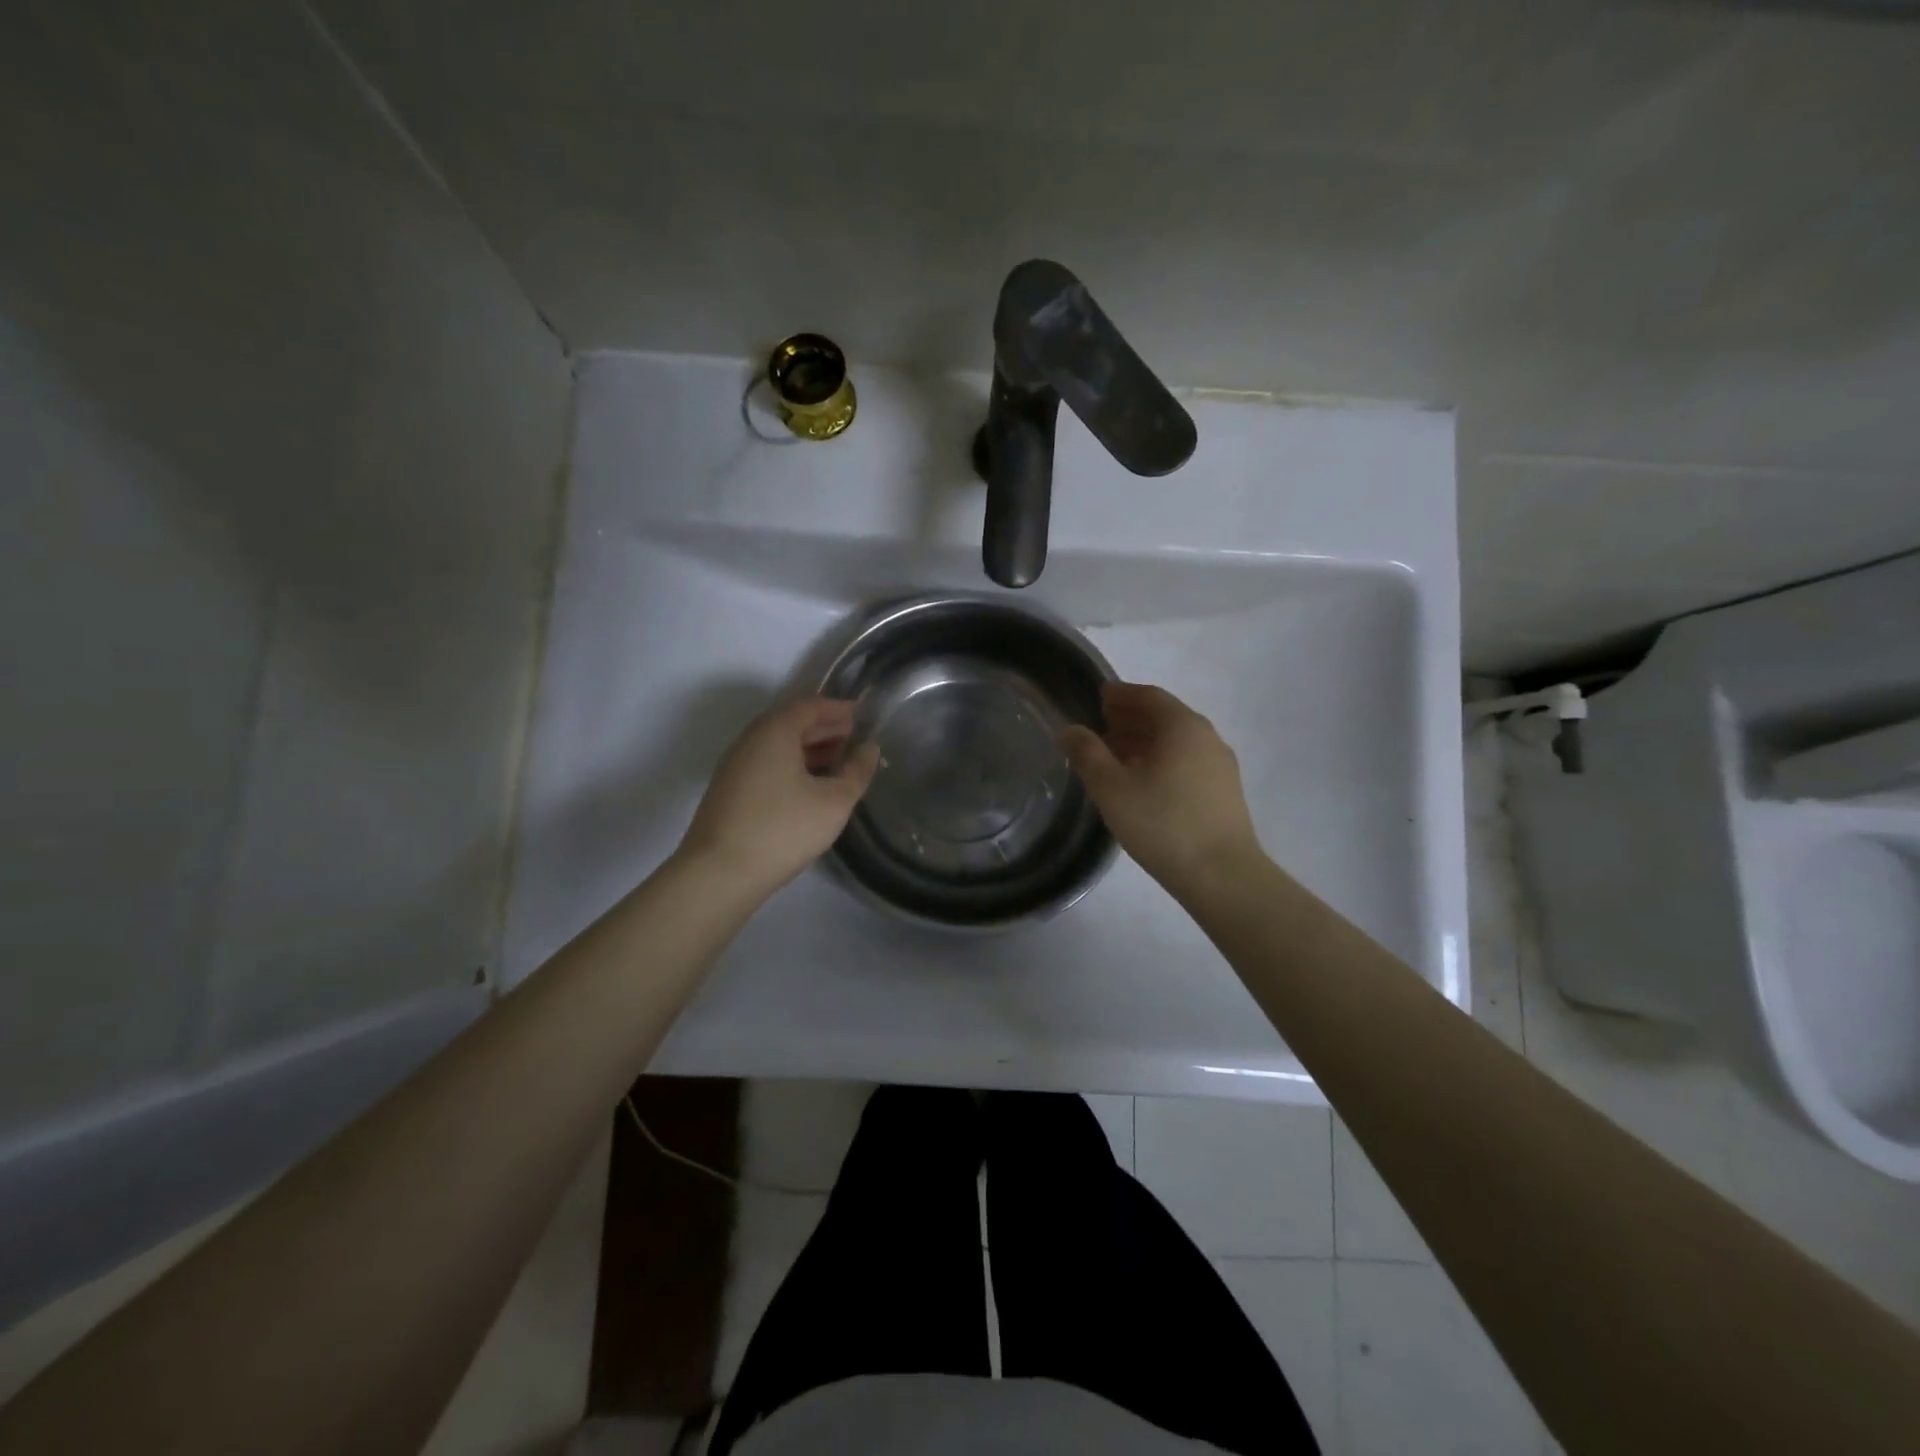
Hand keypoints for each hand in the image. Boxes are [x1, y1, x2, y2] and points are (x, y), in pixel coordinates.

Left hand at [677, 697, 879, 895]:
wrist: (718, 874)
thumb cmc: (782, 829)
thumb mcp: (833, 802)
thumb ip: (856, 772)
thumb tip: (869, 749)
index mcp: (775, 731)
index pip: (810, 705)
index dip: (839, 709)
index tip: (863, 717)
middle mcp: (750, 740)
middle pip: (792, 722)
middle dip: (825, 728)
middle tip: (855, 741)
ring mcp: (736, 766)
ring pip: (778, 745)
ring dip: (809, 749)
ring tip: (838, 765)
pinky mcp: (730, 790)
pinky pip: (767, 764)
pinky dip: (792, 765)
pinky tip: (810, 788)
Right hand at [1061, 682, 1264, 900]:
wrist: (1222, 876)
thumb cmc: (1162, 824)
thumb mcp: (1112, 788)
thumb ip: (1087, 754)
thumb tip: (1070, 730)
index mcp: (1183, 726)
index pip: (1149, 696)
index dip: (1121, 695)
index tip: (1098, 698)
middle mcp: (1207, 737)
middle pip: (1165, 717)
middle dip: (1131, 718)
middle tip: (1101, 726)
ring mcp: (1220, 766)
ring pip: (1176, 742)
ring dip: (1145, 742)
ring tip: (1115, 756)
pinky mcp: (1224, 792)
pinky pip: (1187, 762)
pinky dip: (1161, 760)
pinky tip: (1143, 782)